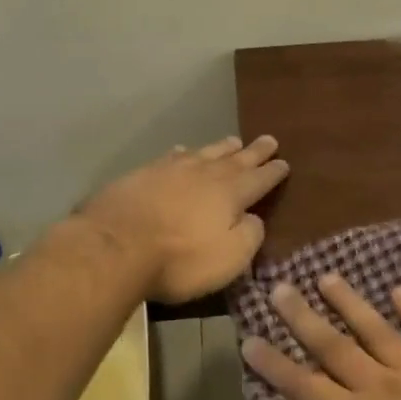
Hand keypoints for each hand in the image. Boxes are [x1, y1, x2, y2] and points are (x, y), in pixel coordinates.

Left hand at [79, 136, 287, 302]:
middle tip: (269, 140)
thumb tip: (253, 218)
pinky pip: (172, 156)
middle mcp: (204, 174)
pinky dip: (184, 152)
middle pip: (235, 159)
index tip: (285, 163)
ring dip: (222, 147)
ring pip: (204, 152)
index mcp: (230, 193)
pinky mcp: (142, 174)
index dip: (273, 172)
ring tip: (234, 141)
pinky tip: (182, 151)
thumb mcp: (230, 258)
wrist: (116, 246)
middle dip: (254, 151)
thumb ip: (250, 235)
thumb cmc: (180, 259)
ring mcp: (171, 170)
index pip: (259, 179)